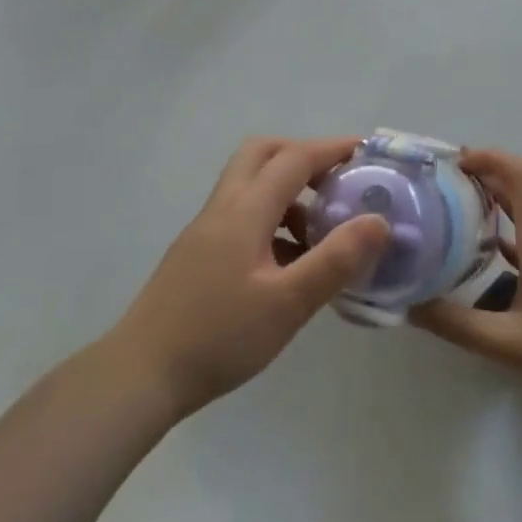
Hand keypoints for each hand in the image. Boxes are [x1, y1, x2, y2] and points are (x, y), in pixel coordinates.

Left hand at [109, 136, 390, 417]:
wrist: (142, 372)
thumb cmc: (220, 336)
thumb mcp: (287, 303)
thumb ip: (335, 260)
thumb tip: (378, 220)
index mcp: (245, 210)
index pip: (294, 159)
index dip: (332, 149)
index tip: (365, 152)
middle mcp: (223, 207)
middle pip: (263, 154)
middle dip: (303, 157)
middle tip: (336, 182)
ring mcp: (206, 228)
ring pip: (249, 184)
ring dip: (287, 190)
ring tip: (321, 229)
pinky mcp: (198, 251)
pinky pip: (241, 213)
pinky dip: (271, 218)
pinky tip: (289, 260)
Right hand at [411, 147, 521, 430]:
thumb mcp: (509, 347)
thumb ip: (456, 325)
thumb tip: (408, 304)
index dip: (491, 158)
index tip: (455, 161)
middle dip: (485, 180)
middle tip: (443, 186)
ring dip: (498, 212)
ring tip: (459, 222)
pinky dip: (514, 243)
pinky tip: (494, 268)